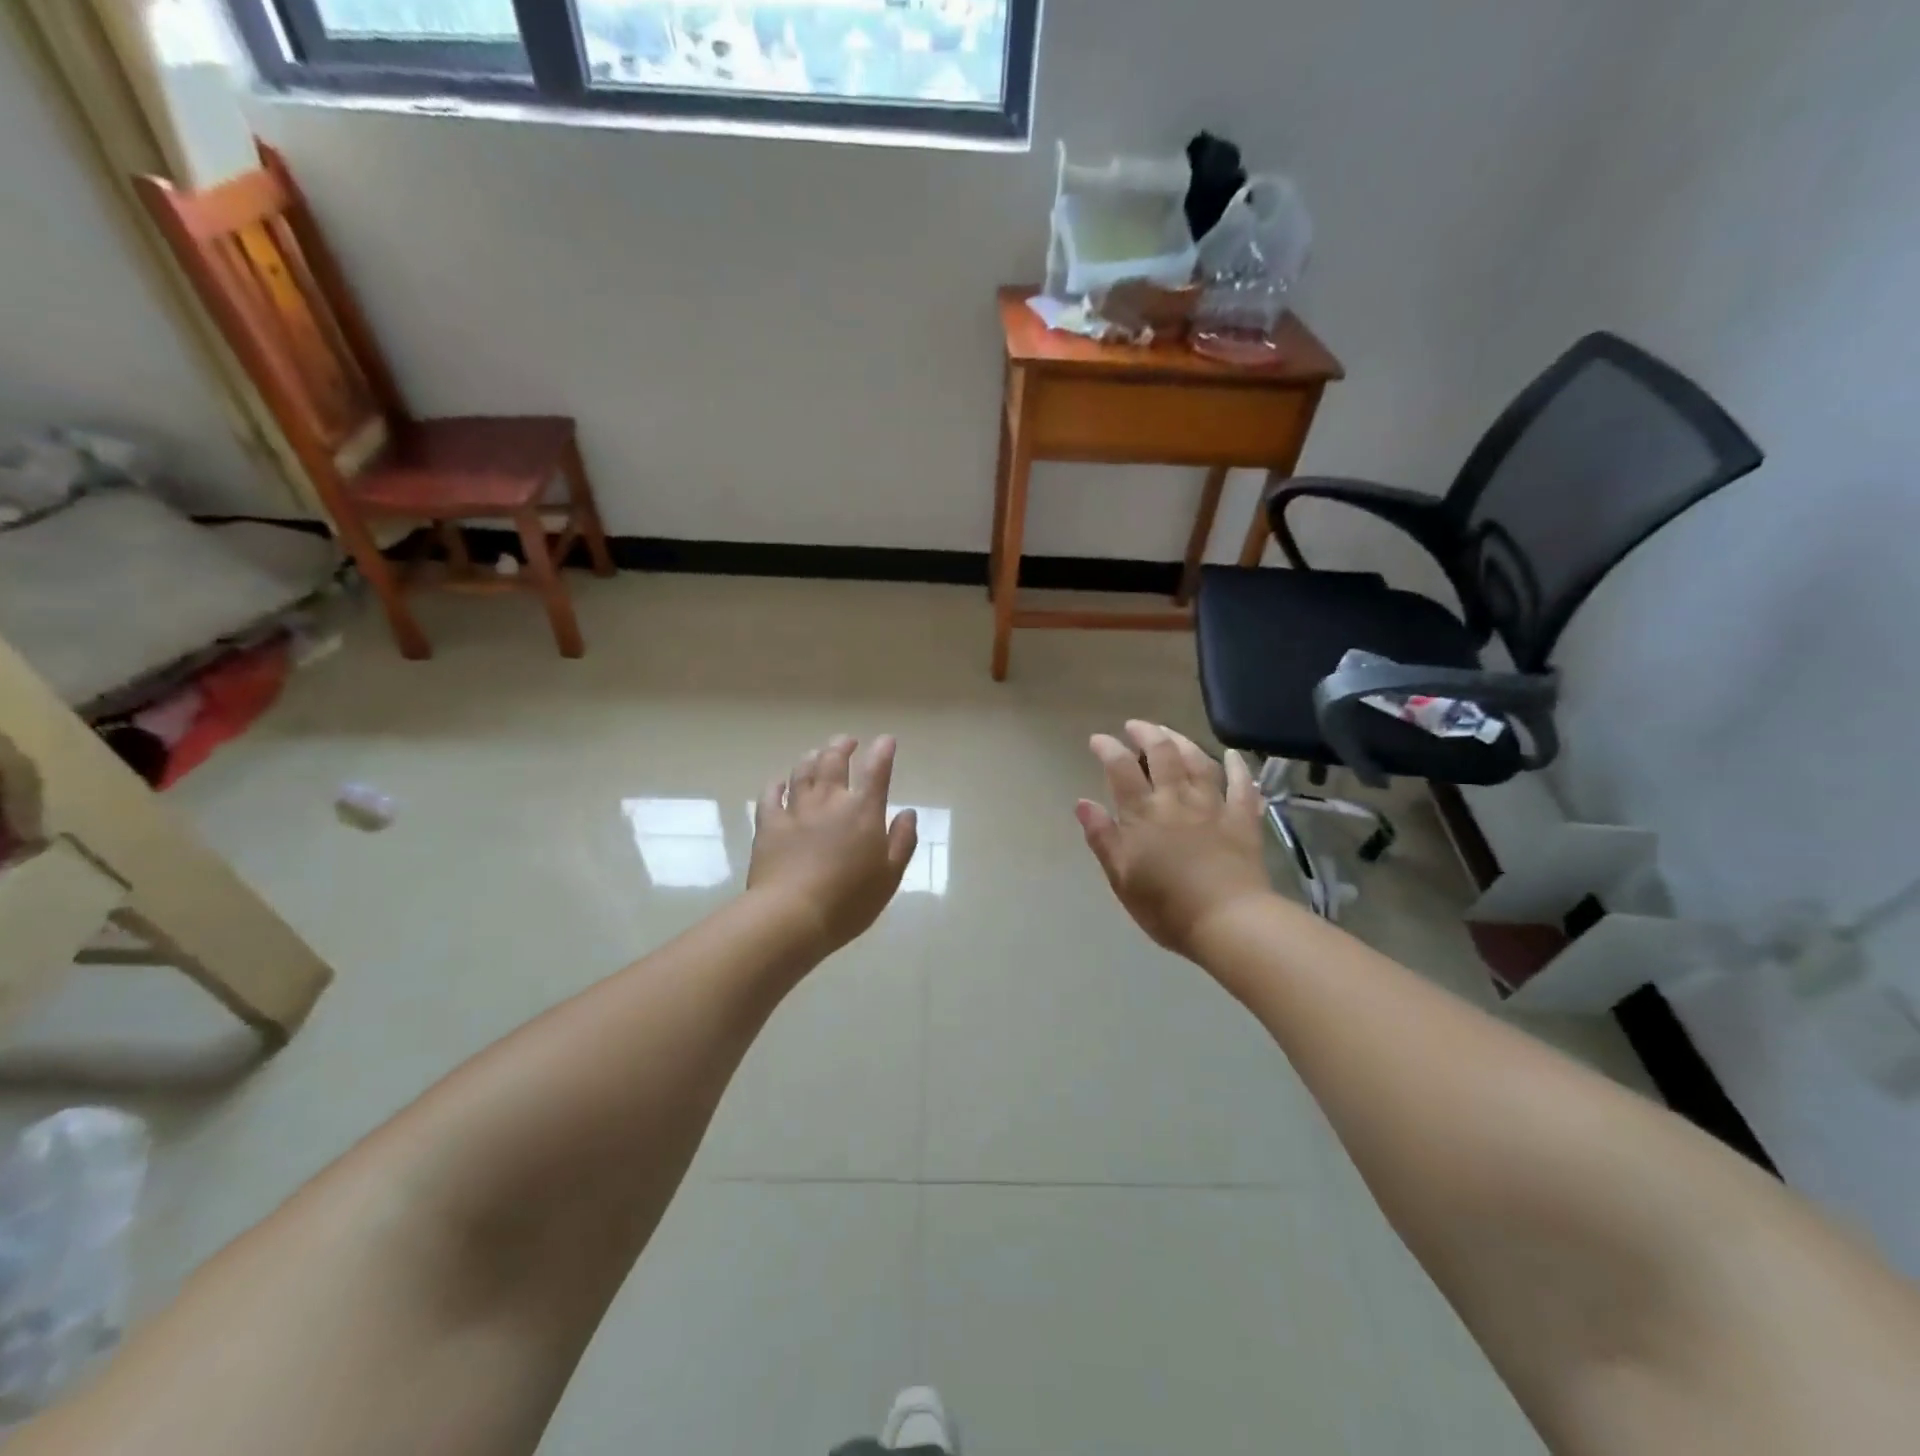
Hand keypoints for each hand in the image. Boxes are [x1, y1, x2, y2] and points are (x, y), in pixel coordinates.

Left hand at [747, 735, 918, 957]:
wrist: (792, 915)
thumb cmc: (849, 900)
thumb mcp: (890, 876)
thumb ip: (902, 841)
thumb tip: (908, 813)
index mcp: (863, 811)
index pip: (876, 771)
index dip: (883, 751)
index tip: (886, 740)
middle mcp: (829, 801)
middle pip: (834, 760)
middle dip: (843, 746)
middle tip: (847, 742)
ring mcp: (796, 810)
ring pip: (803, 771)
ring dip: (812, 757)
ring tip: (817, 753)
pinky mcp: (768, 824)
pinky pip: (771, 795)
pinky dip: (777, 784)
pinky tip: (780, 782)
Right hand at [1076, 721, 1273, 960]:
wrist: (1227, 921)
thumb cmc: (1165, 906)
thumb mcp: (1121, 877)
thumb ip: (1102, 837)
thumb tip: (1082, 803)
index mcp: (1143, 813)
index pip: (1121, 769)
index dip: (1108, 749)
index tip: (1098, 740)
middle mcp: (1176, 799)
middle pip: (1162, 754)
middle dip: (1146, 734)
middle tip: (1135, 726)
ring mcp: (1213, 806)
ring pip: (1198, 762)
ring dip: (1183, 742)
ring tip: (1171, 733)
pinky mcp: (1243, 820)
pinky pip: (1242, 786)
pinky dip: (1238, 768)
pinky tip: (1232, 755)